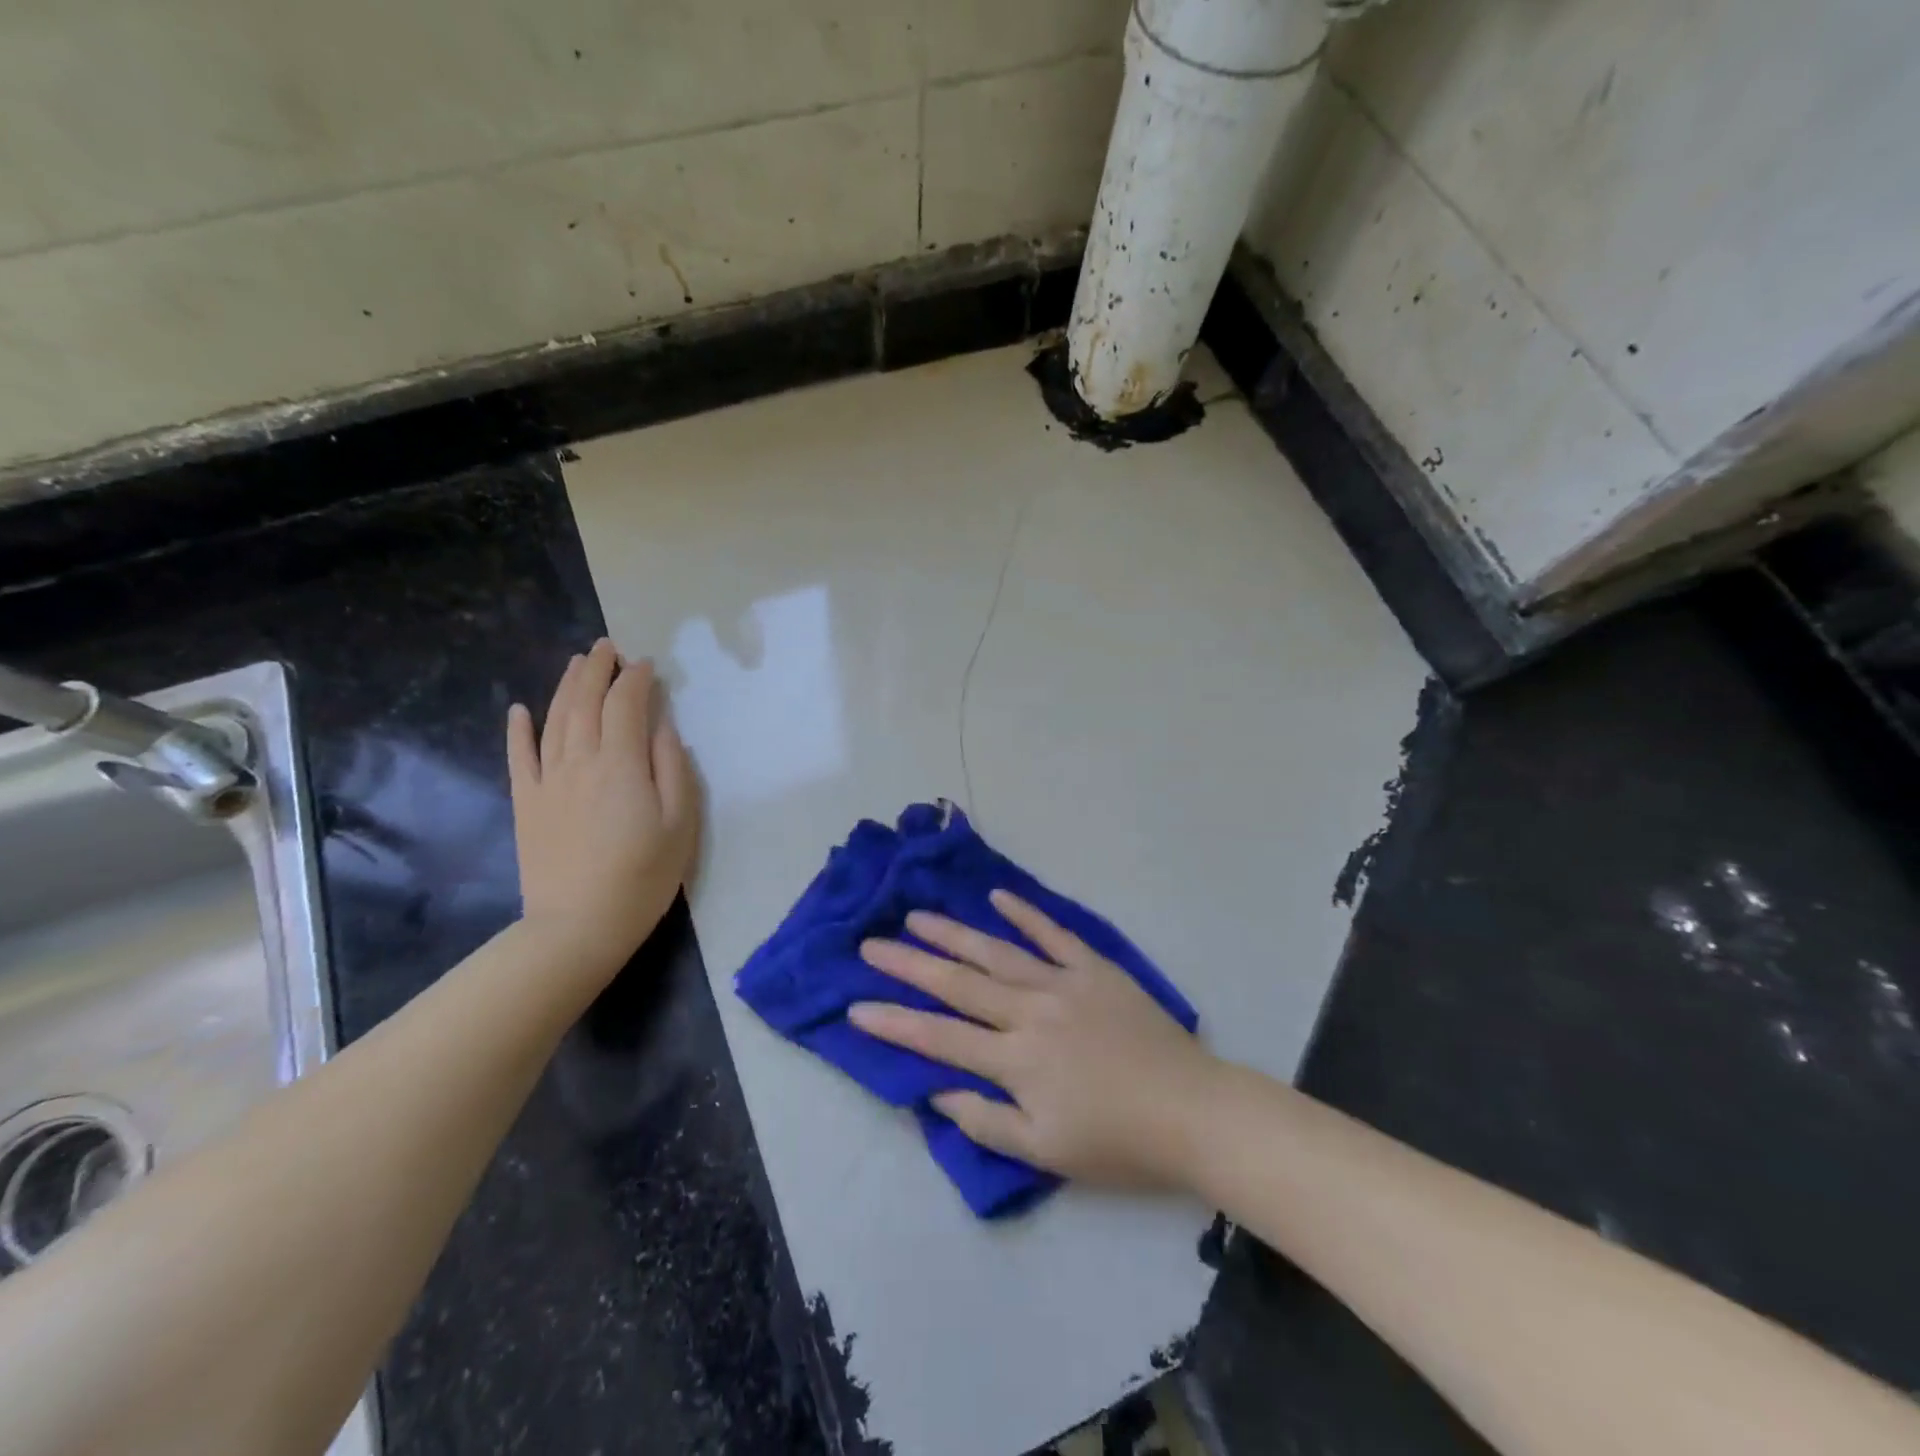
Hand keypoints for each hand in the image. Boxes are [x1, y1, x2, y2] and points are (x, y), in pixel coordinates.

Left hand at [507, 639, 699, 969]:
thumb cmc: (643, 876)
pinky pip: (519, 756)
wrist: (578, 926)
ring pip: (554, 720)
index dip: (637, 680)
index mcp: (622, 764)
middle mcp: (580, 760)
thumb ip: (674, 769)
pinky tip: (519, 710)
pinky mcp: (527, 803)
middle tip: (608, 648)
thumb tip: (663, 728)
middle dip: (598, 670)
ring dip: (566, 686)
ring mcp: (548, 780)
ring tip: (577, 663)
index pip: (627, 705)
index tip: (648, 665)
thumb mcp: (680, 823)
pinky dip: (518, 729)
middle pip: (586, 702)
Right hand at [850, 891, 1218, 1189]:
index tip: (855, 1006)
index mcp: (1015, 1060)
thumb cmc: (1117, 1142)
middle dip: (909, 964)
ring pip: (996, 952)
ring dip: (953, 933)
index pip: (939, 1037)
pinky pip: (1054, 934)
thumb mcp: (1044, 1152)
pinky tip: (998, 896)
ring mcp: (1063, 983)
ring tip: (917, 916)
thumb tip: (936, 1090)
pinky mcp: (1094, 968)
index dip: (894, 1022)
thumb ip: (985, 1121)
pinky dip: (1025, 913)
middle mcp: (1030, 1012)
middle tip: (871, 944)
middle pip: (958, 984)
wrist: (1191, 1111)